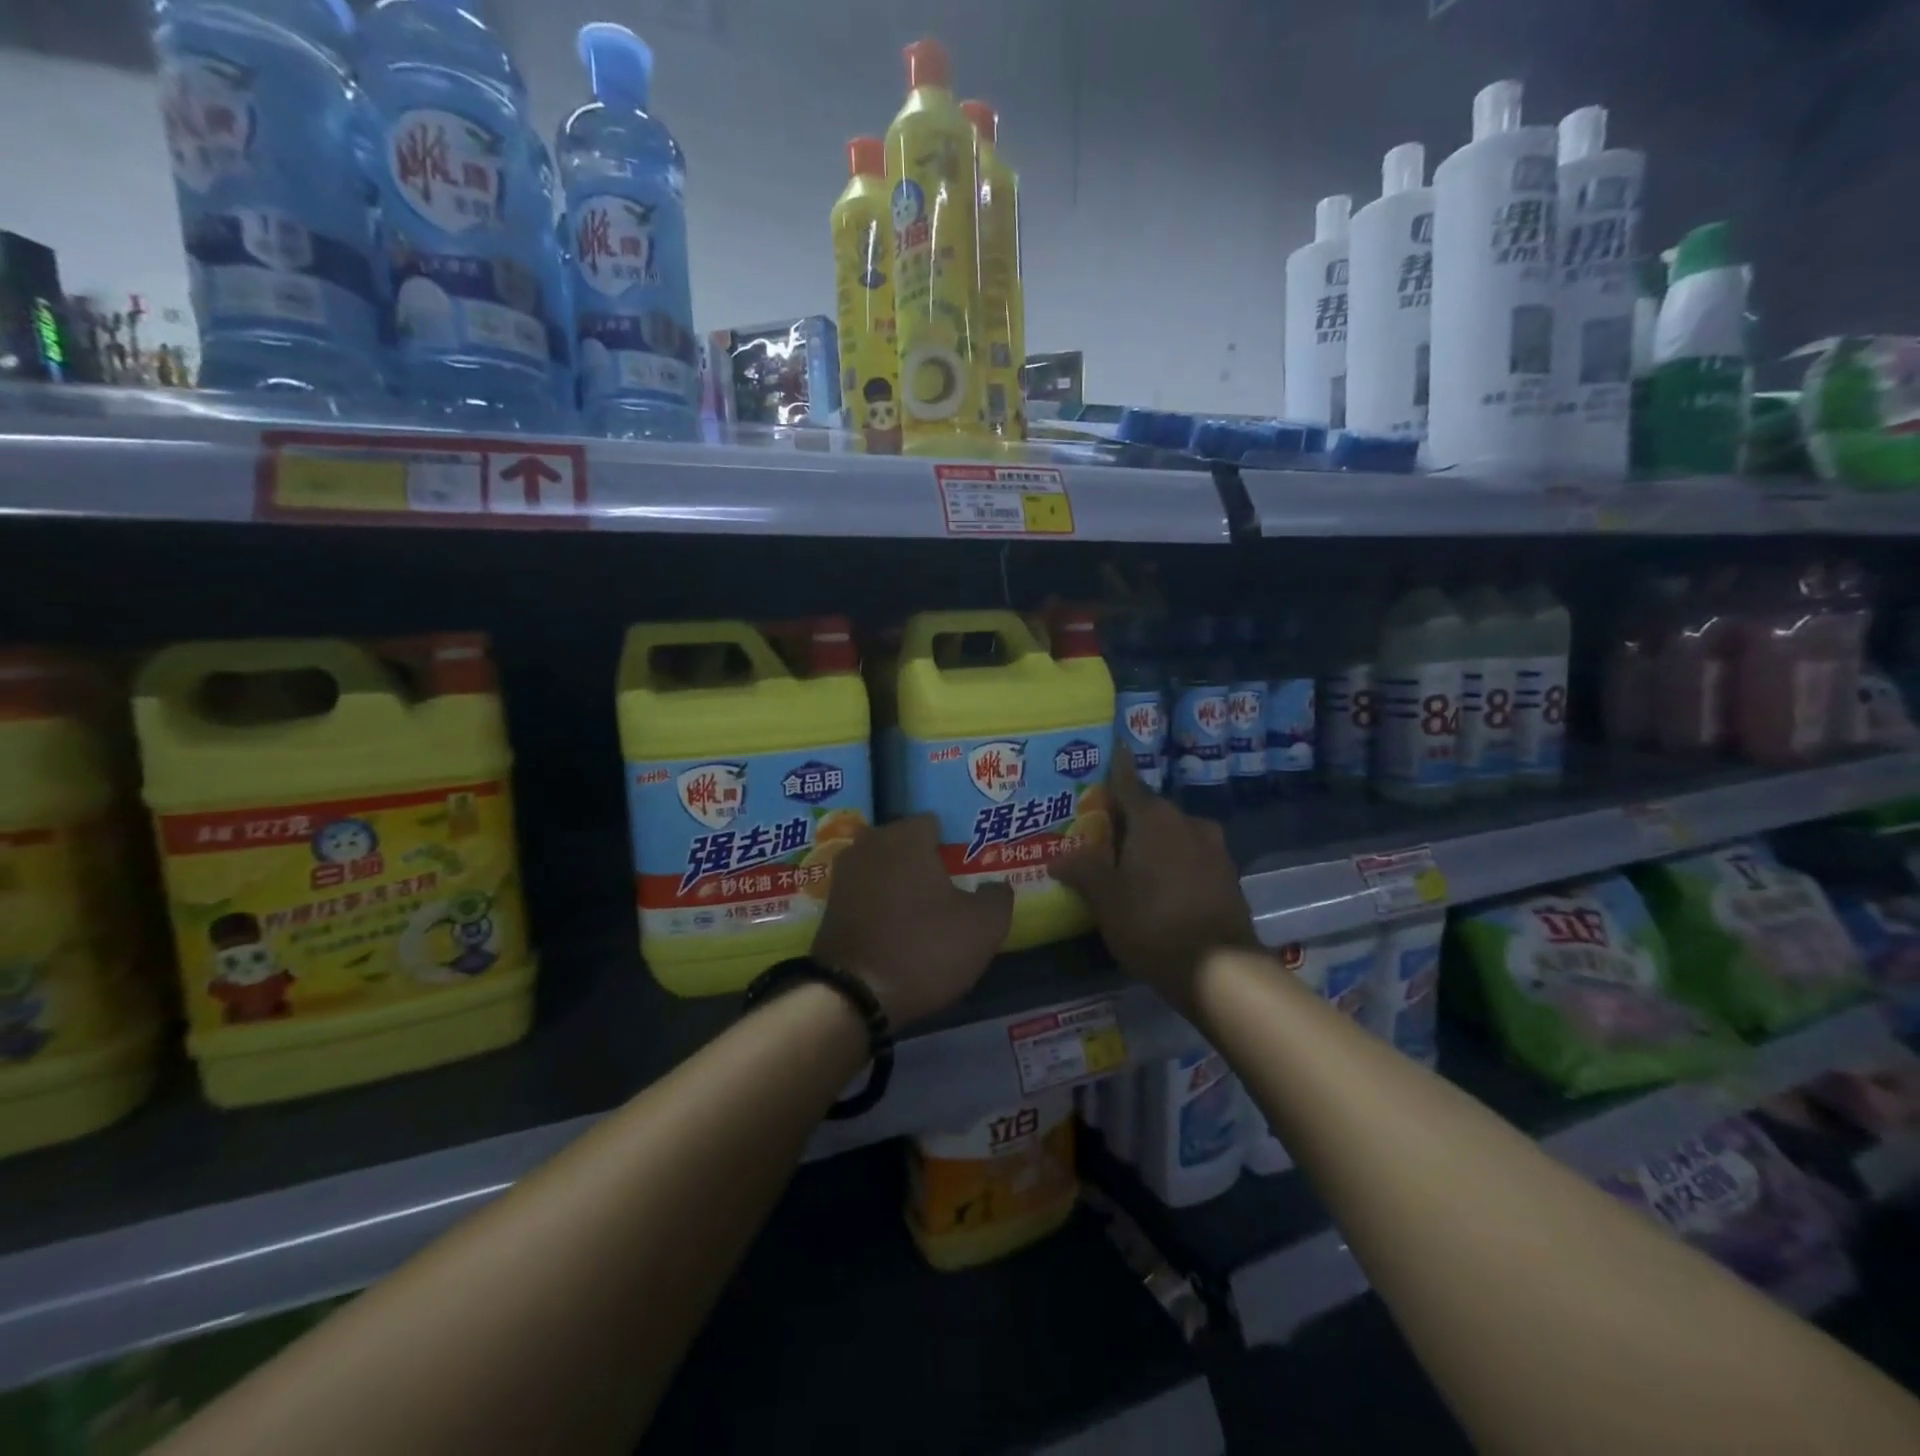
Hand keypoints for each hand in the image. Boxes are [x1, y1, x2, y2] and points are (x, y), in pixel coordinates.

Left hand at [812, 815, 1013, 1028]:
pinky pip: (866, 891)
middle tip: (951, 887)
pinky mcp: (831, 905)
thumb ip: (997, 897)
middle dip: (925, 859)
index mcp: (907, 837)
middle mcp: (871, 844)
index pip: (934, 823)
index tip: (967, 867)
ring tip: (926, 909)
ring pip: (883, 867)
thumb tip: (995, 886)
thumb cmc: (924, 948)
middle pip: (905, 843)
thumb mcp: (983, 927)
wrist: (852, 995)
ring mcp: (845, 874)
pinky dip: (881, 902)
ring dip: (901, 881)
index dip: (954, 842)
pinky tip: (898, 925)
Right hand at [1050, 753, 1255, 1009]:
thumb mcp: (1105, 899)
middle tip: (1101, 830)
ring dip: (1152, 842)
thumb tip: (1057, 857)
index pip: (1128, 781)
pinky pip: (1190, 857)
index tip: (1112, 749)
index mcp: (1154, 818)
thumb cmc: (1151, 922)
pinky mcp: (1227, 876)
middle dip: (1127, 818)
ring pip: (1173, 835)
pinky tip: (1159, 886)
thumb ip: (1082, 871)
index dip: (1116, 766)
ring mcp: (1213, 848)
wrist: (1220, 968)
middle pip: (1149, 810)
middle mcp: (1187, 822)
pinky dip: (1173, 862)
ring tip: (1129, 862)